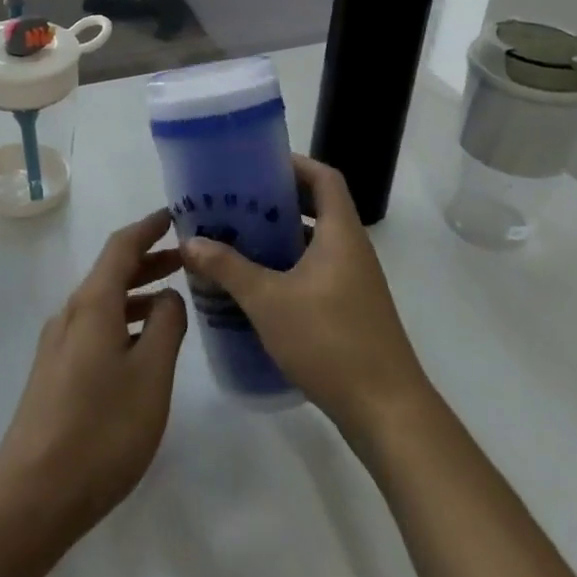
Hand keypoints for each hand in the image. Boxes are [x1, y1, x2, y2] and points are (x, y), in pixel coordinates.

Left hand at [0, 209, 187, 543]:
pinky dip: (123, 321)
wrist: (32, 494)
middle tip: (186, 258)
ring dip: (137, 293)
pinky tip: (141, 347)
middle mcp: (71, 314)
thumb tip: (168, 297)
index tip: (174, 215)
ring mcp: (59, 345)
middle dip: (148, 260)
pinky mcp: (55, 373)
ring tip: (172, 300)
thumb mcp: (150, 376)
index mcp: (93, 304)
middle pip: (111, 272)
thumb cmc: (101, 430)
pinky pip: (95, 328)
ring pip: (104, 302)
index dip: (149, 228)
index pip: (122, 246)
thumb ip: (166, 327)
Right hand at [182, 156, 429, 437]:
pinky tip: (255, 287)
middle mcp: (352, 250)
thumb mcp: (268, 301)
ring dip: (279, 238)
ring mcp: (354, 282)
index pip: (324, 178)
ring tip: (236, 239)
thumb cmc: (330, 341)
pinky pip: (316, 272)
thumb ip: (228, 268)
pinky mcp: (350, 311)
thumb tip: (190, 241)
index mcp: (340, 234)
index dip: (294, 165)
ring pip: (314, 243)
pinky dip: (288, 268)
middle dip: (276, 202)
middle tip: (235, 203)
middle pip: (317, 208)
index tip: (257, 166)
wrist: (387, 412)